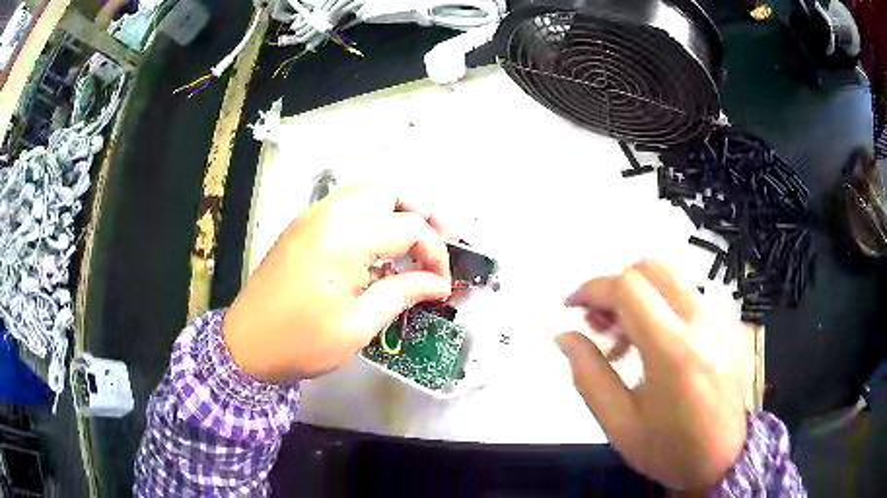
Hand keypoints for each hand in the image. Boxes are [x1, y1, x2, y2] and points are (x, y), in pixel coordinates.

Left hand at [223, 184, 452, 382]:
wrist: (246, 345)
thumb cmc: (301, 341)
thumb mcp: (359, 325)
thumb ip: (402, 293)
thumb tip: (437, 283)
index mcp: (344, 237)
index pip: (409, 227)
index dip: (436, 252)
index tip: (442, 282)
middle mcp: (328, 214)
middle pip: (390, 192)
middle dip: (424, 213)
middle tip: (444, 240)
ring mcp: (312, 216)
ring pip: (368, 192)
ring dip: (398, 208)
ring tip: (418, 237)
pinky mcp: (303, 226)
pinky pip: (347, 204)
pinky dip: (373, 213)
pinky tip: (381, 242)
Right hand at [556, 260, 746, 490]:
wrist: (725, 458)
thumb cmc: (670, 449)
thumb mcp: (619, 424)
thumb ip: (588, 376)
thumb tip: (565, 336)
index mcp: (672, 350)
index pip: (627, 287)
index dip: (592, 288)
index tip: (572, 307)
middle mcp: (700, 322)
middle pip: (651, 268)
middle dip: (615, 286)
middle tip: (598, 321)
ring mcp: (719, 319)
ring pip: (670, 278)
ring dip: (638, 295)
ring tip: (623, 338)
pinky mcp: (727, 324)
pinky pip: (687, 296)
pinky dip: (661, 305)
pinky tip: (654, 343)